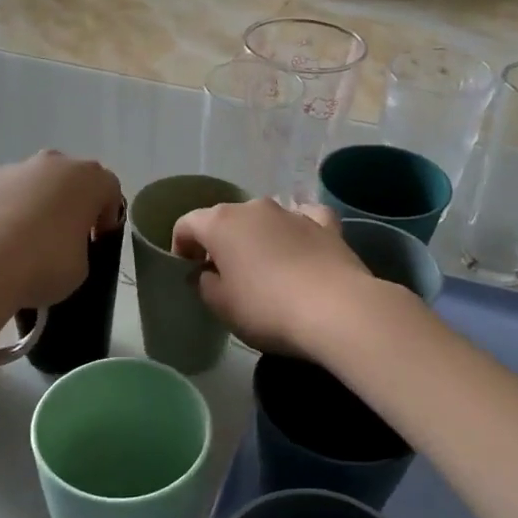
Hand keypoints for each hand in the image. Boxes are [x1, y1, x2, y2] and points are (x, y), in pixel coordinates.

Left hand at [0, 152, 123, 310]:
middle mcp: (49, 164)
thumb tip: (63, 246)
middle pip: (66, 180)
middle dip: (67, 204)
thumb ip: (80, 248)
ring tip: (20, 246)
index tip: (97, 241)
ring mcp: (8, 170)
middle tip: (62, 239)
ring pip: (28, 185)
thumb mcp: (81, 268)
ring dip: (31, 207)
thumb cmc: (43, 265)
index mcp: (85, 180)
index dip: (107, 216)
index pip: (109, 189)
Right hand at [171, 199, 377, 355]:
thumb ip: (205, 285)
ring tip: (263, 268)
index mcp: (221, 223)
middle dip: (219, 242)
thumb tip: (207, 274)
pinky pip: (304, 219)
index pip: (187, 224)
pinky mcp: (326, 225)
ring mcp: (293, 213)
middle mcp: (255, 208)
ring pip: (264, 219)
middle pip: (226, 219)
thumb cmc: (267, 309)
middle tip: (222, 274)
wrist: (336, 310)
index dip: (180, 247)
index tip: (187, 271)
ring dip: (257, 238)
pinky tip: (301, 243)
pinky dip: (297, 229)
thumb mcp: (222, 306)